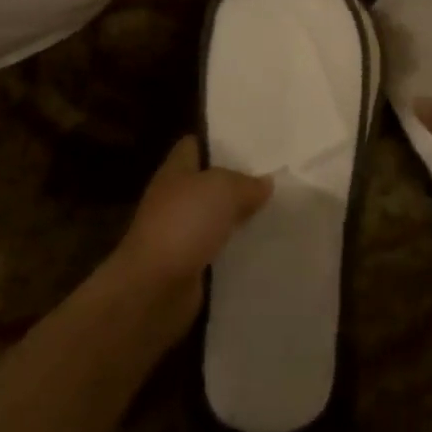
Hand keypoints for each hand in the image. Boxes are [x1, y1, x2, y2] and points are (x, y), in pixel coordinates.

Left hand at [113, 137, 271, 336]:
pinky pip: (218, 250)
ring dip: (239, 218)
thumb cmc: (184, 224)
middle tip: (275, 177)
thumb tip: (265, 183)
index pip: (194, 145)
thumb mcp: (223, 189)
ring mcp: (180, 234)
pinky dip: (236, 250)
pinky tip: (263, 246)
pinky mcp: (189, 266)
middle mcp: (175, 199)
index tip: (251, 143)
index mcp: (176, 171)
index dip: (218, 142)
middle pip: (209, 183)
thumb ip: (247, 183)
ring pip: (216, 218)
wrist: (153, 289)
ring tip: (277, 210)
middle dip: (237, 181)